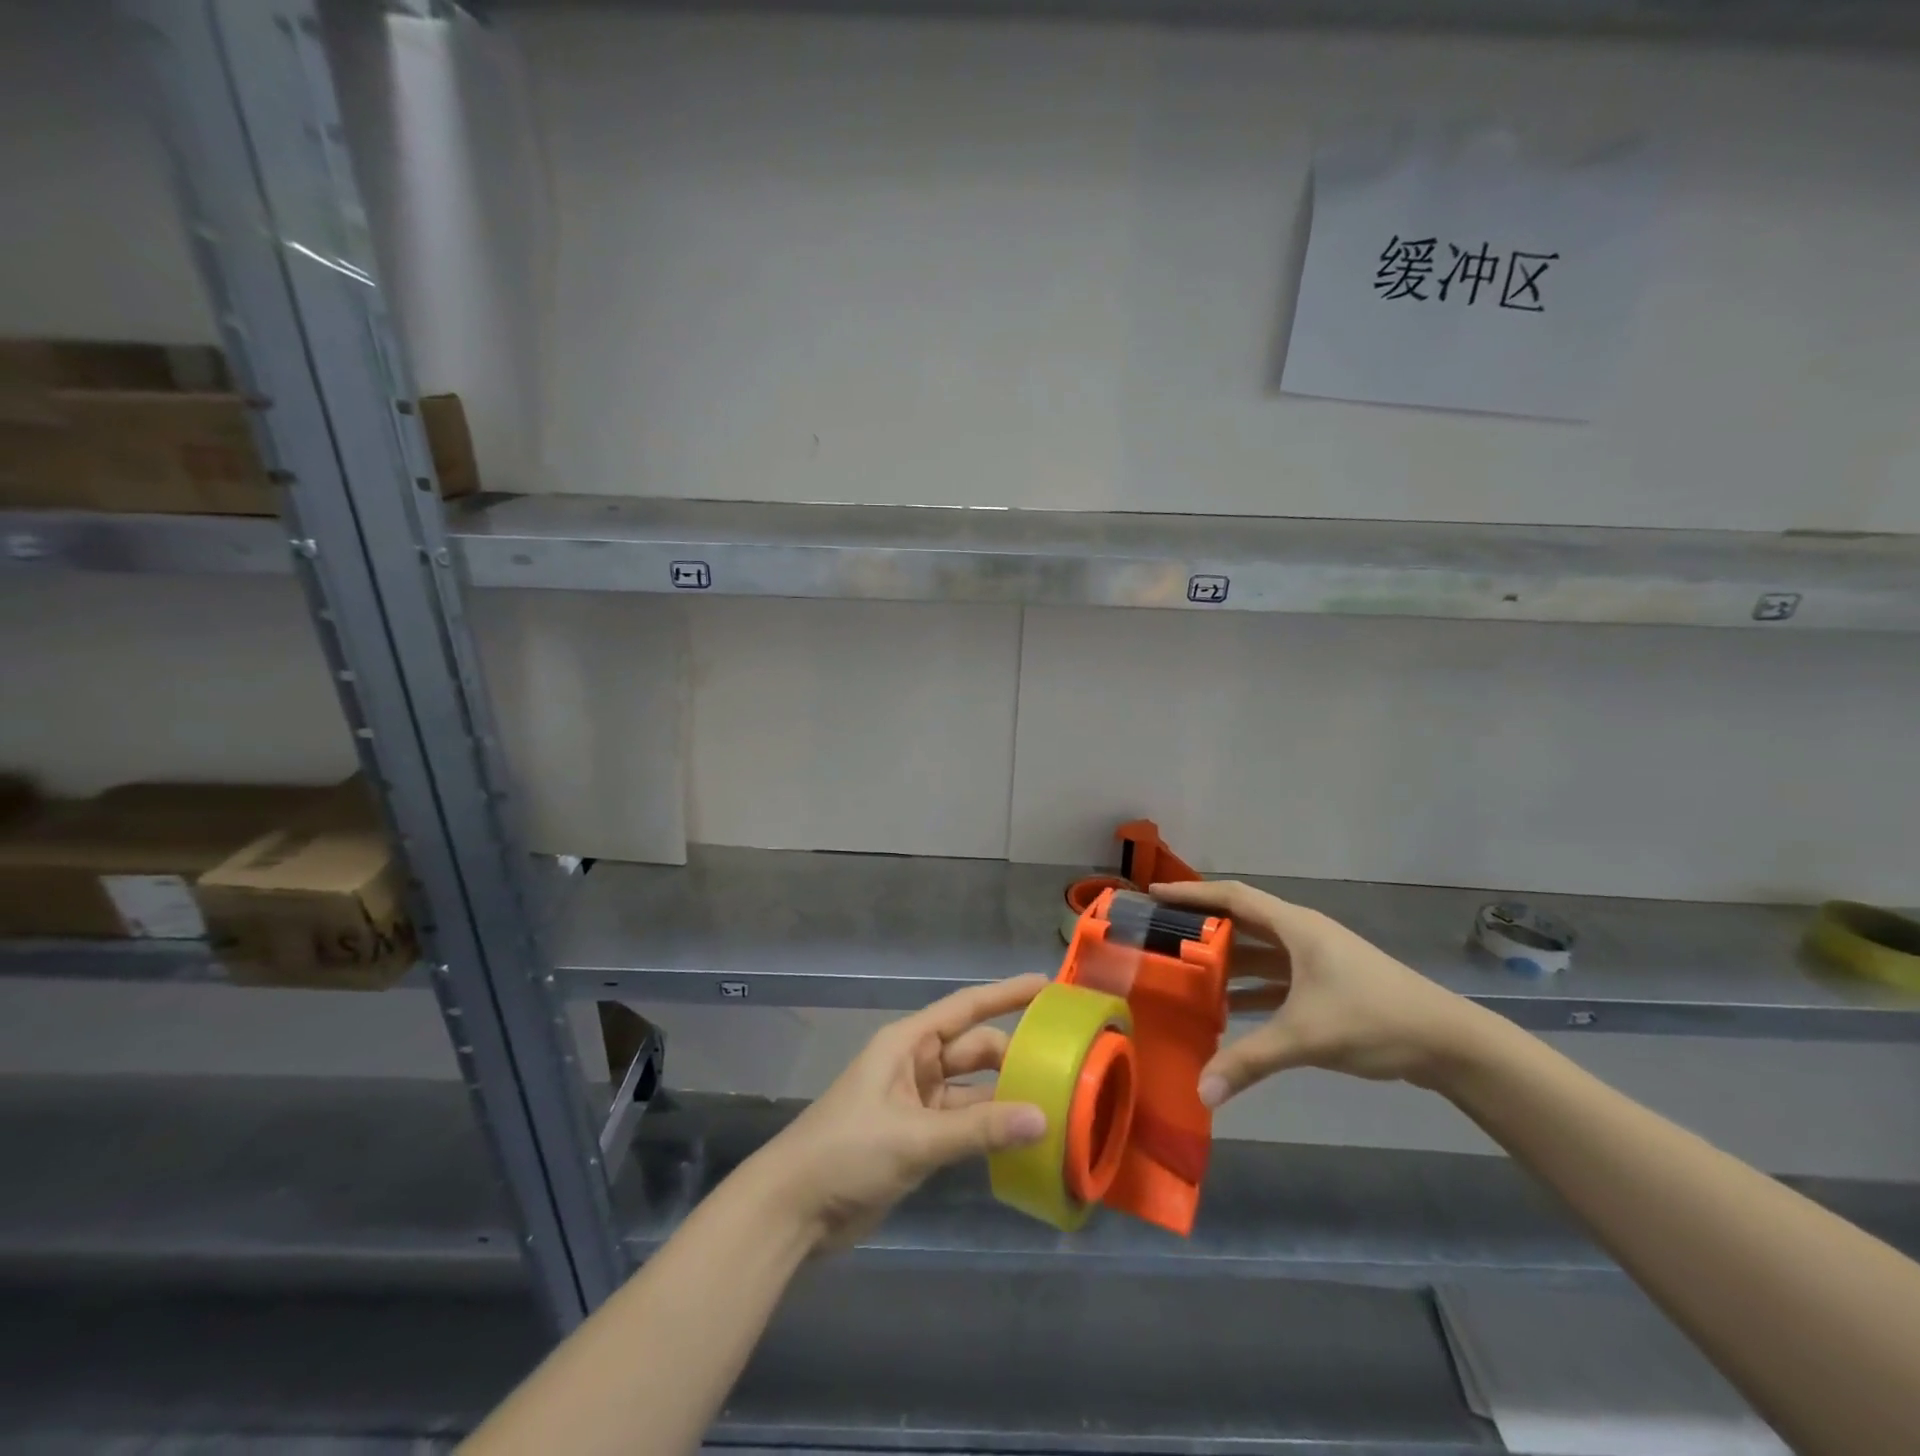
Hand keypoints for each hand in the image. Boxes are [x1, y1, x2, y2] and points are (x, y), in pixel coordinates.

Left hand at [751, 974, 1049, 1251]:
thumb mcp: (913, 1137)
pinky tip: (1025, 1140)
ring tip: (1058, 1103)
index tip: (1047, 985)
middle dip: (1015, 1054)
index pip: (966, 1008)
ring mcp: (917, 1103)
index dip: (1006, 994)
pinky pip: (965, 1124)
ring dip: (1007, 1097)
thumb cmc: (846, 1152)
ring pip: (974, 1090)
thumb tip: (1043, 1117)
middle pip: (975, 1050)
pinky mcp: (918, 1139)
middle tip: (1067, 1064)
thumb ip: (977, 1129)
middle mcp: (916, 1065)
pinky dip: (991, 1130)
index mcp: (907, 1043)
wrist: (793, 1211)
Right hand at [1153, 880, 1484, 1103]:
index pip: (1232, 896)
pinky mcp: (1326, 984)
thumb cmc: (1374, 1018)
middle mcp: (1301, 934)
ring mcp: (1315, 959)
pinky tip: (1228, 1010)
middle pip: (1241, 920)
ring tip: (1184, 973)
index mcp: (1295, 927)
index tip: (1153, 895)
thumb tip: (1201, 1092)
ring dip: (1225, 960)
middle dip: (1201, 926)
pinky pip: (1275, 976)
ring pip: (1258, 950)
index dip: (1191, 893)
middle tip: (1160, 936)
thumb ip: (1250, 1060)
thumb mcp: (1306, 1036)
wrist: (1449, 1042)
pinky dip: (1250, 987)